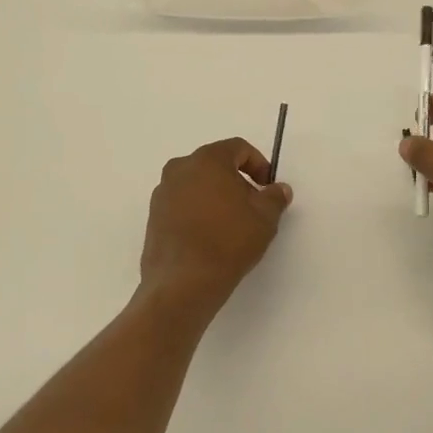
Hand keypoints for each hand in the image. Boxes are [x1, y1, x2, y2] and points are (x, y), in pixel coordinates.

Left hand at [140, 138, 292, 316]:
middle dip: (236, 181)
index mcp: (207, 159)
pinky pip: (182, 204)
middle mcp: (180, 168)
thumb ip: (274, 197)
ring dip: (215, 196)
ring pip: (197, 184)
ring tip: (231, 224)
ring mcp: (162, 193)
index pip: (238, 148)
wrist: (183, 284)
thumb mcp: (265, 218)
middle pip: (215, 164)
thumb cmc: (228, 241)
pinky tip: (210, 236)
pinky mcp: (153, 217)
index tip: (267, 187)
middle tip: (252, 206)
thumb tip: (279, 189)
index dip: (258, 164)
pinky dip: (198, 212)